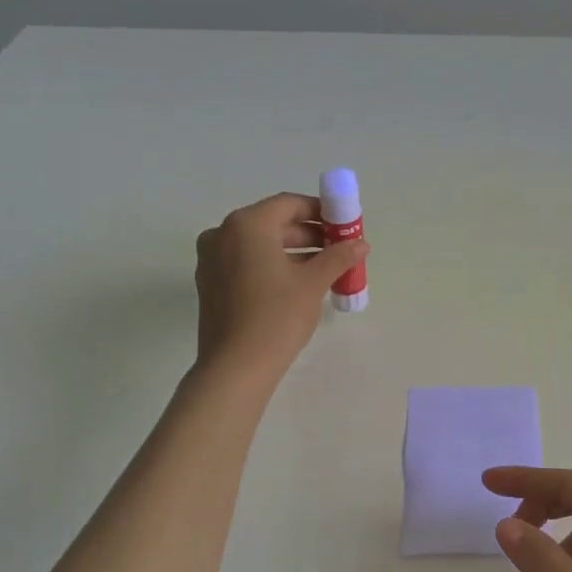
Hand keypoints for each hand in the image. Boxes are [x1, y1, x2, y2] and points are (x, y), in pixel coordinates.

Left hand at [194, 193, 368, 376]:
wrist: (235, 367)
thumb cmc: (276, 317)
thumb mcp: (313, 284)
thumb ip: (338, 257)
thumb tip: (361, 244)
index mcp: (247, 225)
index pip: (289, 204)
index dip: (320, 211)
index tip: (343, 226)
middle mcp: (223, 233)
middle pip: (273, 223)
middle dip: (308, 234)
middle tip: (338, 249)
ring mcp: (212, 259)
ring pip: (259, 244)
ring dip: (292, 251)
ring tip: (324, 269)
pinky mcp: (210, 283)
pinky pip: (246, 262)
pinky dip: (272, 265)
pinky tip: (297, 283)